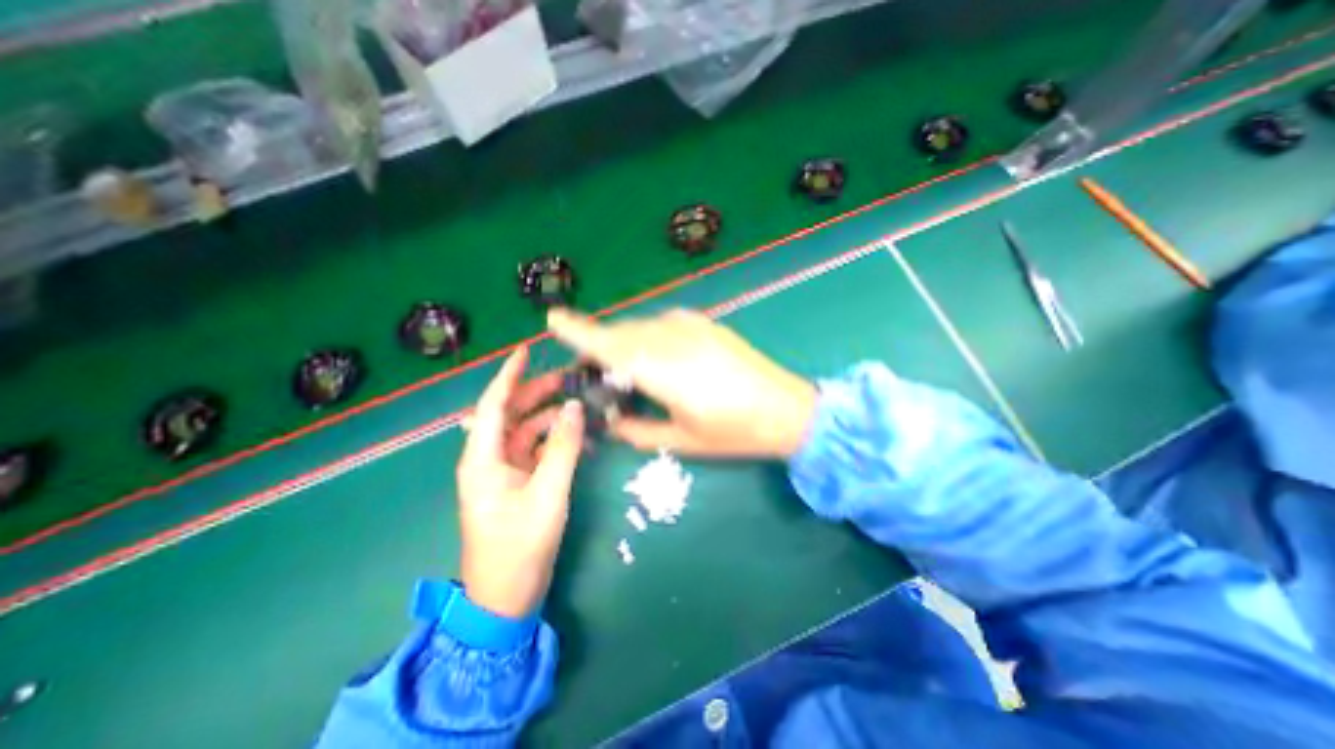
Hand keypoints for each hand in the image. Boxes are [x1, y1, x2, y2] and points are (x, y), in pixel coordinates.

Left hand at [460, 348, 585, 616]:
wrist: (506, 597)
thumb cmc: (520, 546)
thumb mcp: (548, 493)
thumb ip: (563, 447)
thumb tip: (574, 407)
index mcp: (483, 458)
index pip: (494, 404)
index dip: (509, 375)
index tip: (527, 351)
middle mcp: (489, 459)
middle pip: (512, 414)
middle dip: (537, 394)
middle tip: (569, 379)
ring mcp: (505, 471)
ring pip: (526, 432)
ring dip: (551, 418)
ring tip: (581, 407)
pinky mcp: (518, 483)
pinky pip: (537, 451)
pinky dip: (556, 442)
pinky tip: (580, 440)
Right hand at [548, 308, 818, 457]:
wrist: (787, 408)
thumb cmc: (735, 432)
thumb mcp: (681, 441)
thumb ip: (637, 430)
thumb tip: (611, 419)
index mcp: (663, 370)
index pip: (609, 345)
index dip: (578, 331)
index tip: (552, 318)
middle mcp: (672, 339)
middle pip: (622, 334)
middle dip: (599, 344)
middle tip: (590, 368)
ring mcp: (692, 327)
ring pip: (641, 326)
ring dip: (623, 340)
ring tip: (619, 364)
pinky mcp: (706, 323)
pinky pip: (663, 323)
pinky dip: (647, 335)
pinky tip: (652, 353)